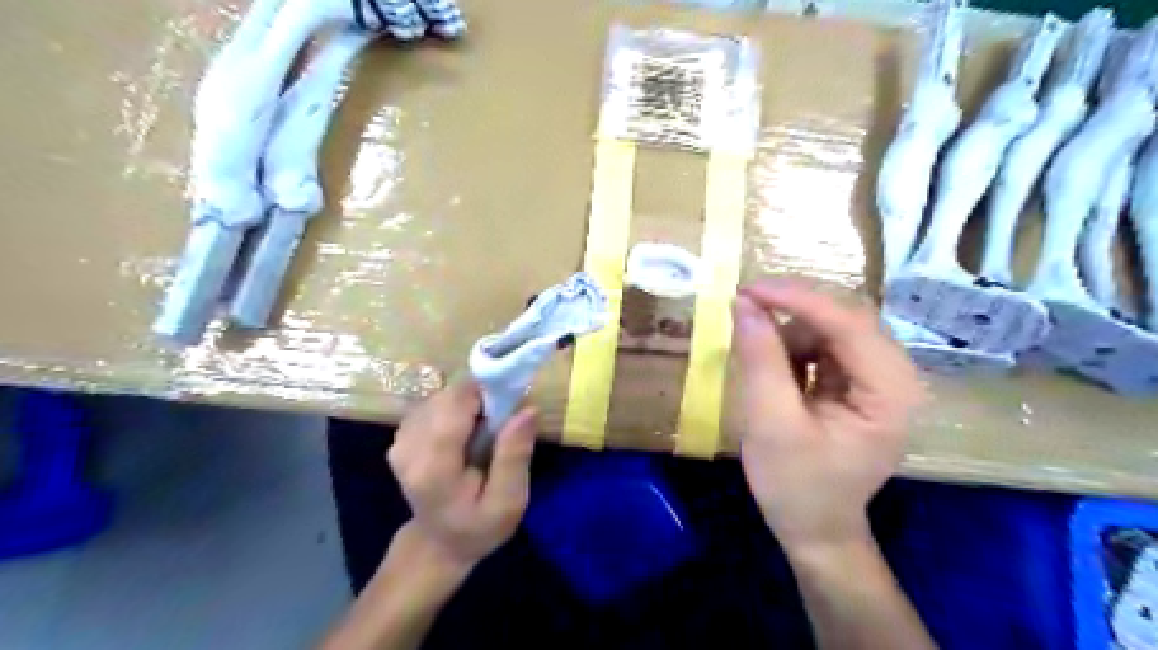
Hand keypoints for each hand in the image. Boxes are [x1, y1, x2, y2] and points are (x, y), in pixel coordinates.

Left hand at [385, 384, 538, 570]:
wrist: (438, 543)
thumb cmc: (479, 526)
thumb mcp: (509, 502)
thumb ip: (515, 457)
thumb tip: (528, 409)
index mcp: (433, 467)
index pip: (455, 404)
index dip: (486, 393)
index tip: (509, 405)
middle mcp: (408, 447)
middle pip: (449, 396)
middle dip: (480, 399)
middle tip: (500, 425)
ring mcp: (400, 439)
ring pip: (443, 396)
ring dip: (469, 405)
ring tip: (483, 433)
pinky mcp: (402, 434)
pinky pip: (435, 403)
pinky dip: (456, 410)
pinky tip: (464, 434)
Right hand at [731, 276, 924, 556]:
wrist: (814, 528)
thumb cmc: (795, 485)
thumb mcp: (769, 423)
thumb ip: (759, 360)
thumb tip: (744, 304)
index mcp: (890, 392)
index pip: (849, 323)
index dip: (797, 299)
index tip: (747, 291)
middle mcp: (895, 376)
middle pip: (844, 318)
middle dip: (791, 313)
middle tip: (744, 311)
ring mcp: (878, 377)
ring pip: (830, 327)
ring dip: (789, 333)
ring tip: (760, 366)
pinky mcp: (858, 381)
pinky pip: (824, 344)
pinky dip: (792, 348)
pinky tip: (776, 373)